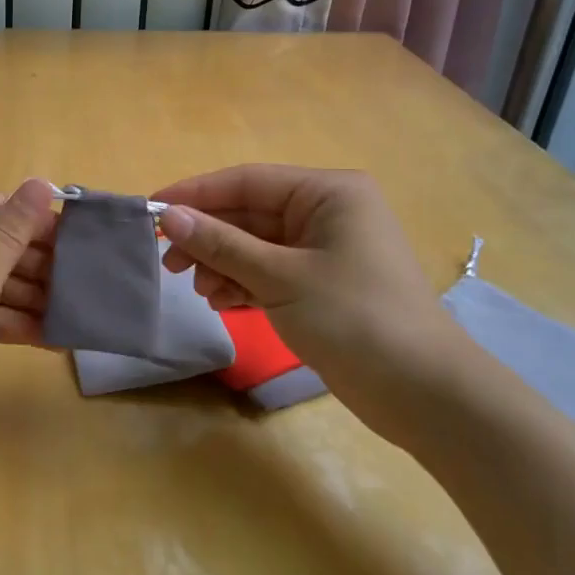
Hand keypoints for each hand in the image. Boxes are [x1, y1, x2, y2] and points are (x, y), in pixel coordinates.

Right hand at [154, 165, 475, 440]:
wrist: (423, 393)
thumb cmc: (354, 318)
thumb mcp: (279, 277)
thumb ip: (221, 244)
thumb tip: (169, 217)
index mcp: (328, 193)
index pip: (247, 181)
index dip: (196, 194)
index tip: (152, 211)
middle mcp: (327, 212)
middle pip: (249, 214)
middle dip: (208, 237)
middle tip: (169, 263)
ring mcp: (326, 250)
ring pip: (256, 246)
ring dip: (223, 265)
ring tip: (199, 291)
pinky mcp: (322, 285)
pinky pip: (270, 272)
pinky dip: (243, 284)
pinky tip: (221, 303)